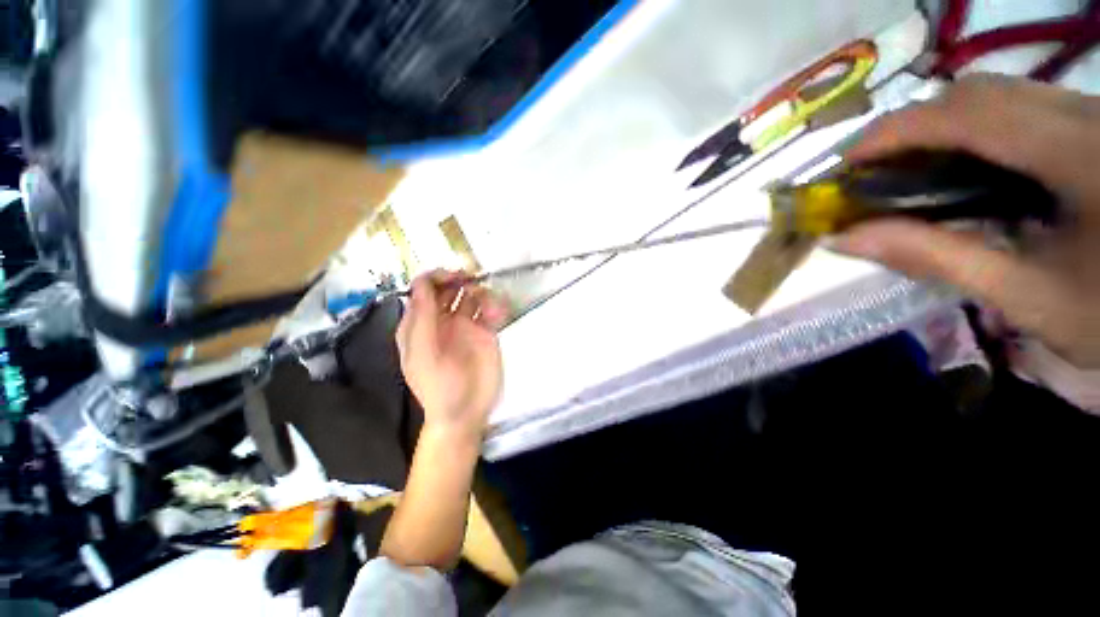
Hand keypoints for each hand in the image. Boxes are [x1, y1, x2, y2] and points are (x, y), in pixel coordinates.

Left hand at [396, 270, 507, 442]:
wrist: (466, 413)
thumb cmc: (439, 387)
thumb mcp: (423, 355)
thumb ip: (422, 319)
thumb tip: (423, 284)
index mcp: (420, 324)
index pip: (423, 290)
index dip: (435, 278)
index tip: (453, 276)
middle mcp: (442, 320)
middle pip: (448, 289)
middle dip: (459, 280)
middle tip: (473, 280)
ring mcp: (466, 325)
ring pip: (472, 296)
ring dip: (481, 292)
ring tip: (489, 304)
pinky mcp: (486, 332)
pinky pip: (491, 310)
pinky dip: (495, 306)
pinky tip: (498, 314)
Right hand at [834, 74, 1099, 367]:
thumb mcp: (1023, 295)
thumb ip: (935, 257)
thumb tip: (844, 240)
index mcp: (1078, 155)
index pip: (968, 115)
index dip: (897, 130)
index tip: (845, 161)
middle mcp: (1085, 116)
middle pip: (979, 93)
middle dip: (915, 125)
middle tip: (875, 168)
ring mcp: (1091, 116)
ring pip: (998, 93)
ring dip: (942, 125)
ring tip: (910, 167)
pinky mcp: (1092, 125)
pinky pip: (1020, 105)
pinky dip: (974, 128)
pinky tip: (962, 164)